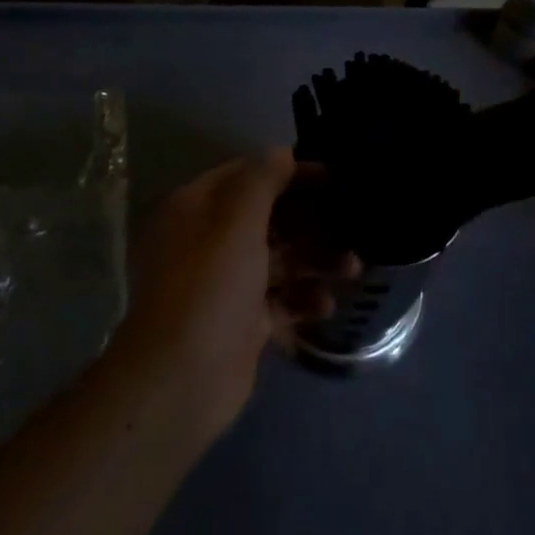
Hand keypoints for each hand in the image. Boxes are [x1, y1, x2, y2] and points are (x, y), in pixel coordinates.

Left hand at [111, 150, 353, 438]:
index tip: (332, 176)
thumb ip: (262, 180)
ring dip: (315, 259)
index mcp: (196, 208)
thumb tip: (282, 152)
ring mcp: (224, 283)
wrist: (181, 382)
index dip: (289, 172)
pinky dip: (303, 298)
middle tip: (351, 223)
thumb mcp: (237, 220)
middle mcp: (207, 240)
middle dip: (310, 220)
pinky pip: (279, 298)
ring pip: (278, 258)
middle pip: (268, 217)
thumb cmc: (210, 286)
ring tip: (352, 268)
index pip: (248, 175)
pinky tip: (327, 304)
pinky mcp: (241, 321)